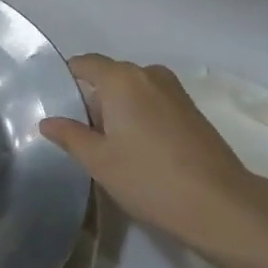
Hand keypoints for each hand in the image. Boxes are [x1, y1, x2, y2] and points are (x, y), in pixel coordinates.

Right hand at [40, 55, 267, 256]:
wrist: (220, 204)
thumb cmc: (149, 178)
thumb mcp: (99, 160)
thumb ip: (70, 136)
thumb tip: (48, 122)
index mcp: (122, 78)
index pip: (85, 64)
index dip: (65, 79)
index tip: (51, 103)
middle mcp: (149, 74)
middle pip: (109, 76)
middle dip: (90, 99)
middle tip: (74, 132)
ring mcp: (175, 91)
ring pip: (132, 91)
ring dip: (116, 110)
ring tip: (104, 144)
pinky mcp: (191, 110)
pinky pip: (152, 102)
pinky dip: (138, 116)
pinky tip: (135, 149)